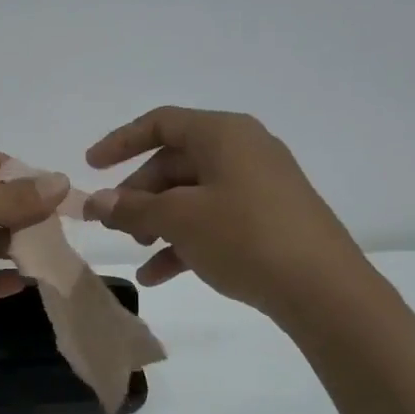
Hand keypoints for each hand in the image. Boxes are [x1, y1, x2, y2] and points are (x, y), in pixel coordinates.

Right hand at [85, 106, 371, 323]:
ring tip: (135, 250)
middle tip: (113, 224)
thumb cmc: (245, 236)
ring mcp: (258, 186)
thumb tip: (96, 203)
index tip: (90, 167)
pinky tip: (157, 275)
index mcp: (223, 134)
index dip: (120, 142)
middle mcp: (242, 151)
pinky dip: (183, 241)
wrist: (324, 289)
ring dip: (157, 221)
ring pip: (191, 195)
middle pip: (174, 162)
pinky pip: (213, 220)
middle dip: (138, 194)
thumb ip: (132, 208)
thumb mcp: (179, 220)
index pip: (161, 123)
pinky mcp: (267, 220)